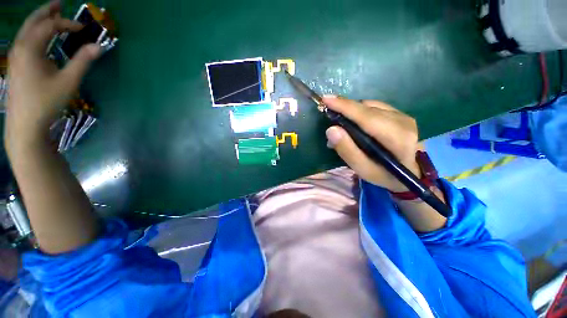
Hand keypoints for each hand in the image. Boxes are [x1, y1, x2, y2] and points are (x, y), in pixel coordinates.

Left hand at [5, 0, 100, 143]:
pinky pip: (24, 42)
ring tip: (50, 16)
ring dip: (39, 21)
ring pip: (26, 31)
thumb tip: (99, 47)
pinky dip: (34, 33)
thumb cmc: (46, 102)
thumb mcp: (68, 82)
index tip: (82, 29)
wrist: (25, 125)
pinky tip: (41, 38)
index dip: (66, 23)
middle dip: (46, 11)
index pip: (49, 26)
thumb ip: (82, 61)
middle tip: (59, 3)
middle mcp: (20, 47)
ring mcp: (15, 57)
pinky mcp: (16, 66)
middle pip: (32, 22)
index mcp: (30, 48)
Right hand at [323, 96, 421, 191]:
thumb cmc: (385, 175)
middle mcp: (403, 122)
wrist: (411, 173)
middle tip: (329, 116)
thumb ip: (347, 150)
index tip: (326, 99)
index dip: (345, 107)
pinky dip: (360, 112)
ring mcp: (403, 116)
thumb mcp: (363, 169)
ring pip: (369, 106)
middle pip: (367, 109)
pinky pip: (374, 107)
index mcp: (397, 139)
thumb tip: (331, 130)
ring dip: (352, 112)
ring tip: (342, 126)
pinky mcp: (400, 114)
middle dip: (344, 109)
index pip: (367, 117)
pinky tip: (355, 124)